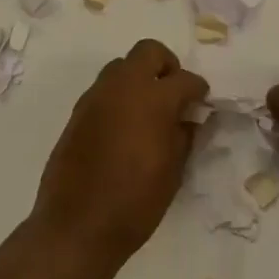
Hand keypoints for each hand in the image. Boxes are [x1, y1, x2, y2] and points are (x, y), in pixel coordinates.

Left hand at [32, 39, 208, 270]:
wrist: (77, 226)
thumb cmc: (135, 203)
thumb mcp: (173, 171)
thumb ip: (184, 135)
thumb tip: (188, 118)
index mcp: (153, 99)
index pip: (184, 79)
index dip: (198, 89)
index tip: (202, 102)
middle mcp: (122, 88)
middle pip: (148, 52)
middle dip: (166, 66)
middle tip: (174, 93)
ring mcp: (95, 98)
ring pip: (121, 67)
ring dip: (138, 79)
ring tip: (148, 111)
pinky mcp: (77, 114)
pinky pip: (103, 91)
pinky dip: (119, 98)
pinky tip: (125, 128)